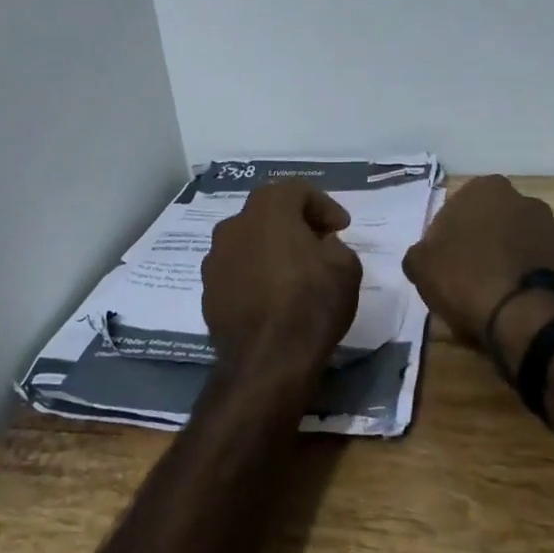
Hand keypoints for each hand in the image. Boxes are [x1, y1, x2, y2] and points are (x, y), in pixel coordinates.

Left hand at [201, 181, 362, 378]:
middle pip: (268, 212)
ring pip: (249, 241)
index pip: (298, 191)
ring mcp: (214, 259)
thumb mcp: (346, 267)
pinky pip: (237, 270)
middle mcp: (234, 224)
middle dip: (295, 223)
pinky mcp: (207, 291)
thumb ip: (334, 245)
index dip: (324, 206)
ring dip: (271, 249)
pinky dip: (255, 274)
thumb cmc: (310, 303)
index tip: (342, 228)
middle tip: (319, 243)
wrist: (266, 361)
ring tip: (294, 271)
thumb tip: (320, 246)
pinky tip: (272, 296)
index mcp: (267, 208)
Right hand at [402, 175, 553, 367]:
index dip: (446, 239)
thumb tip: (425, 256)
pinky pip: (539, 267)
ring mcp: (553, 229)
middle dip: (481, 244)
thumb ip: (419, 253)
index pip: (457, 209)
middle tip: (466, 278)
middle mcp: (523, 199)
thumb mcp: (421, 266)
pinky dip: (528, 279)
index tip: (442, 264)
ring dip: (507, 260)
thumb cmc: (467, 278)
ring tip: (493, 296)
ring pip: (518, 244)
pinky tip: (516, 304)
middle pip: (491, 223)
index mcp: (485, 189)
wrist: (528, 316)